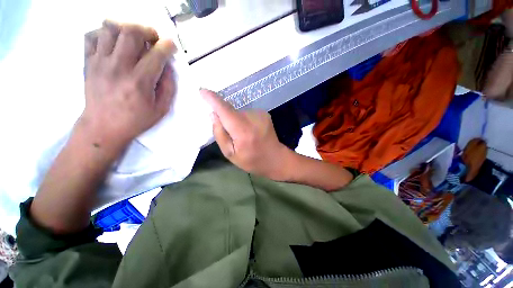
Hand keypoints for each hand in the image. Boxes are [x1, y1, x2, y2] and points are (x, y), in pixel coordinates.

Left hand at [81, 21, 175, 152]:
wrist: (103, 127)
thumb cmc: (136, 120)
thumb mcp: (161, 108)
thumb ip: (168, 86)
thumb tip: (167, 66)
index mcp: (140, 81)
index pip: (156, 54)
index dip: (167, 46)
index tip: (171, 46)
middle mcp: (118, 66)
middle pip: (131, 32)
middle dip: (147, 30)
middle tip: (152, 39)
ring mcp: (99, 62)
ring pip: (110, 27)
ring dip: (126, 28)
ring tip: (133, 39)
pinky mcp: (87, 62)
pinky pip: (91, 35)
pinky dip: (104, 33)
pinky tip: (113, 43)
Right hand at [201, 89, 291, 179]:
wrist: (275, 158)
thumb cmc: (251, 160)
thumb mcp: (230, 154)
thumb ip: (220, 134)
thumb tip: (214, 115)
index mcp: (242, 131)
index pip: (225, 110)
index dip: (213, 99)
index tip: (202, 91)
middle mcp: (252, 118)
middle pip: (231, 111)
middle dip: (225, 119)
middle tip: (231, 135)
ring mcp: (260, 114)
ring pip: (239, 113)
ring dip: (236, 121)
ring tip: (243, 135)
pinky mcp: (264, 113)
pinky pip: (247, 114)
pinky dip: (244, 120)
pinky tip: (250, 131)